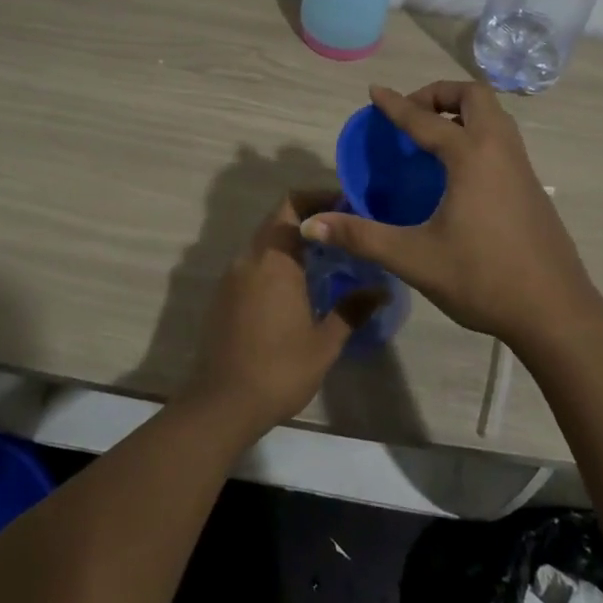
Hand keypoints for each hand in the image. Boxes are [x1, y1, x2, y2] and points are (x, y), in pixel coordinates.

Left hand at [181, 191, 371, 434]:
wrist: (222, 404)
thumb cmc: (278, 370)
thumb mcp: (324, 343)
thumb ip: (351, 310)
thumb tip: (380, 289)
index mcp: (274, 260)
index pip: (292, 205)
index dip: (317, 197)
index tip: (346, 206)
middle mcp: (249, 258)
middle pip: (278, 220)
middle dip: (310, 220)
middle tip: (343, 233)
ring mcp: (232, 276)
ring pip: (265, 242)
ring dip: (292, 242)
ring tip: (326, 259)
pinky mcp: (223, 295)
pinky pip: (253, 264)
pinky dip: (276, 262)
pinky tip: (297, 287)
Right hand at [300, 82, 602, 350]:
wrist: (556, 313)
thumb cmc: (483, 279)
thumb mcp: (414, 259)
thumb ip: (361, 236)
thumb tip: (310, 224)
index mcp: (471, 156)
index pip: (425, 119)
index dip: (395, 104)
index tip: (374, 92)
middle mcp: (500, 149)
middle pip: (474, 96)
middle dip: (440, 93)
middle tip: (412, 114)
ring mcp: (522, 167)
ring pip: (495, 115)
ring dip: (463, 111)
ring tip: (433, 136)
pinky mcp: (532, 187)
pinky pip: (503, 139)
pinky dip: (478, 133)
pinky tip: (460, 171)